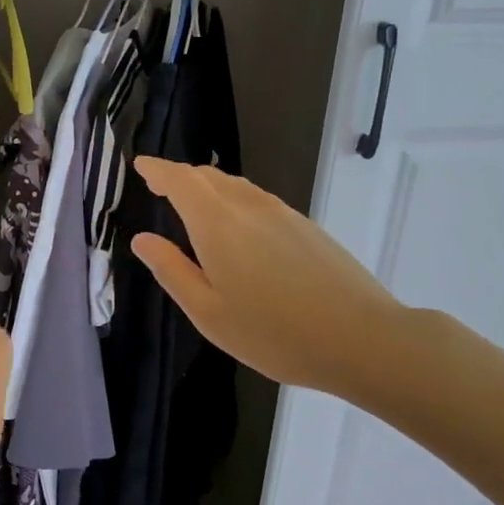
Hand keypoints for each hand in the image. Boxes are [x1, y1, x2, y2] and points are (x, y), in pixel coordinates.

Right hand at [130, 157, 401, 403]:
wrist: (363, 339)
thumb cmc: (274, 334)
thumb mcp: (209, 313)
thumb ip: (172, 271)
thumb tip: (142, 239)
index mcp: (218, 224)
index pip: (180, 180)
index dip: (158, 170)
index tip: (141, 165)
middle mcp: (249, 206)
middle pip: (208, 177)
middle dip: (180, 177)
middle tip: (160, 187)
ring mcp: (282, 213)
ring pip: (236, 186)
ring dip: (209, 187)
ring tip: (194, 205)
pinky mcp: (306, 226)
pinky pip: (258, 199)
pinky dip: (234, 200)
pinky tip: (238, 228)